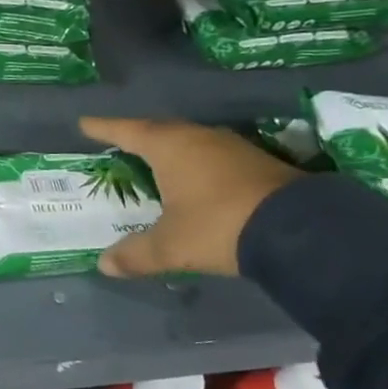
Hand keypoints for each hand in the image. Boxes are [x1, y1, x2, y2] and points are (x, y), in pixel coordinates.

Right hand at [80, 116, 303, 278]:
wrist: (302, 230)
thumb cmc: (219, 225)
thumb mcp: (170, 246)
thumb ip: (136, 254)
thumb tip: (104, 265)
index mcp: (170, 147)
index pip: (127, 131)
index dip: (103, 128)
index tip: (85, 123)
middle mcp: (199, 138)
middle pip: (159, 130)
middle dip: (137, 136)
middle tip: (119, 142)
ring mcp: (232, 147)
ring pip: (190, 141)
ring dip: (170, 150)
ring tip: (155, 160)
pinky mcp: (258, 162)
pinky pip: (213, 155)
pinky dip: (196, 163)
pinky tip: (196, 180)